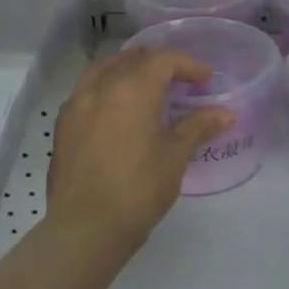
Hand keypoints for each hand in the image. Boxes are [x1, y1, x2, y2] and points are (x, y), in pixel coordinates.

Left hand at [44, 47, 230, 250]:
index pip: (163, 60)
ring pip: (104, 70)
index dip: (189, 64)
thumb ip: (199, 127)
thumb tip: (226, 113)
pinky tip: (118, 111)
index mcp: (131, 88)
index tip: (206, 80)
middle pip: (132, 58)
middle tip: (180, 80)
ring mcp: (76, 105)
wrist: (86, 230)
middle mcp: (100, 87)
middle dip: (159, 63)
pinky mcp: (63, 126)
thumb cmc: (138, 188)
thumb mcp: (175, 156)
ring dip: (129, 70)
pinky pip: (86, 91)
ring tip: (147, 88)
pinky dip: (107, 88)